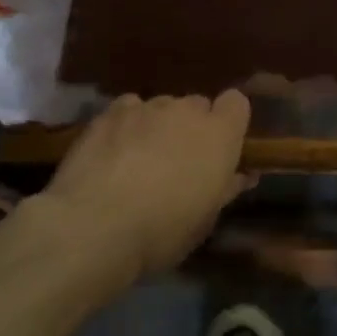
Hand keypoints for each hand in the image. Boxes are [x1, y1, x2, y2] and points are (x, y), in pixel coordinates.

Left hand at [42, 92, 251, 282]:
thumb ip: (225, 189)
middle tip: (178, 162)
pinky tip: (113, 151)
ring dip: (158, 126)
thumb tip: (241, 175)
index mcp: (219, 134)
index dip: (229, 122)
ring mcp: (147, 106)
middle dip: (191, 128)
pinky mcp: (110, 112)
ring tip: (139, 160)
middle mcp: (186, 110)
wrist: (95, 225)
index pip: (237, 103)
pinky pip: (129, 109)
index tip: (219, 148)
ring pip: (161, 107)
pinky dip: (127, 124)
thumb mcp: (204, 221)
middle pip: (196, 106)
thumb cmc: (162, 232)